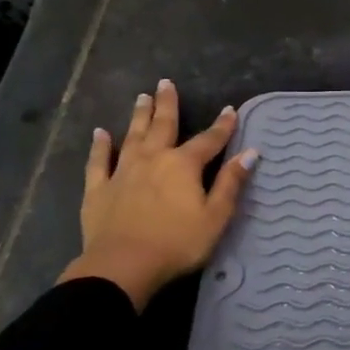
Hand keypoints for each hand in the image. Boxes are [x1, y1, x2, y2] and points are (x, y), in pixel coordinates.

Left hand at [57, 79, 257, 310]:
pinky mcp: (98, 189)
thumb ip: (231, 183)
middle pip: (162, 125)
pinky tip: (100, 133)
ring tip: (141, 97)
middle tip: (165, 83)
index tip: (230, 110)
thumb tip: (250, 152)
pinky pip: (99, 161)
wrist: (123, 266)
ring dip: (138, 116)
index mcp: (184, 165)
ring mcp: (122, 172)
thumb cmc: (177, 243)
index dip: (222, 126)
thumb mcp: (216, 216)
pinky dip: (100, 146)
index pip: (209, 140)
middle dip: (167, 104)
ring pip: (132, 136)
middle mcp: (153, 159)